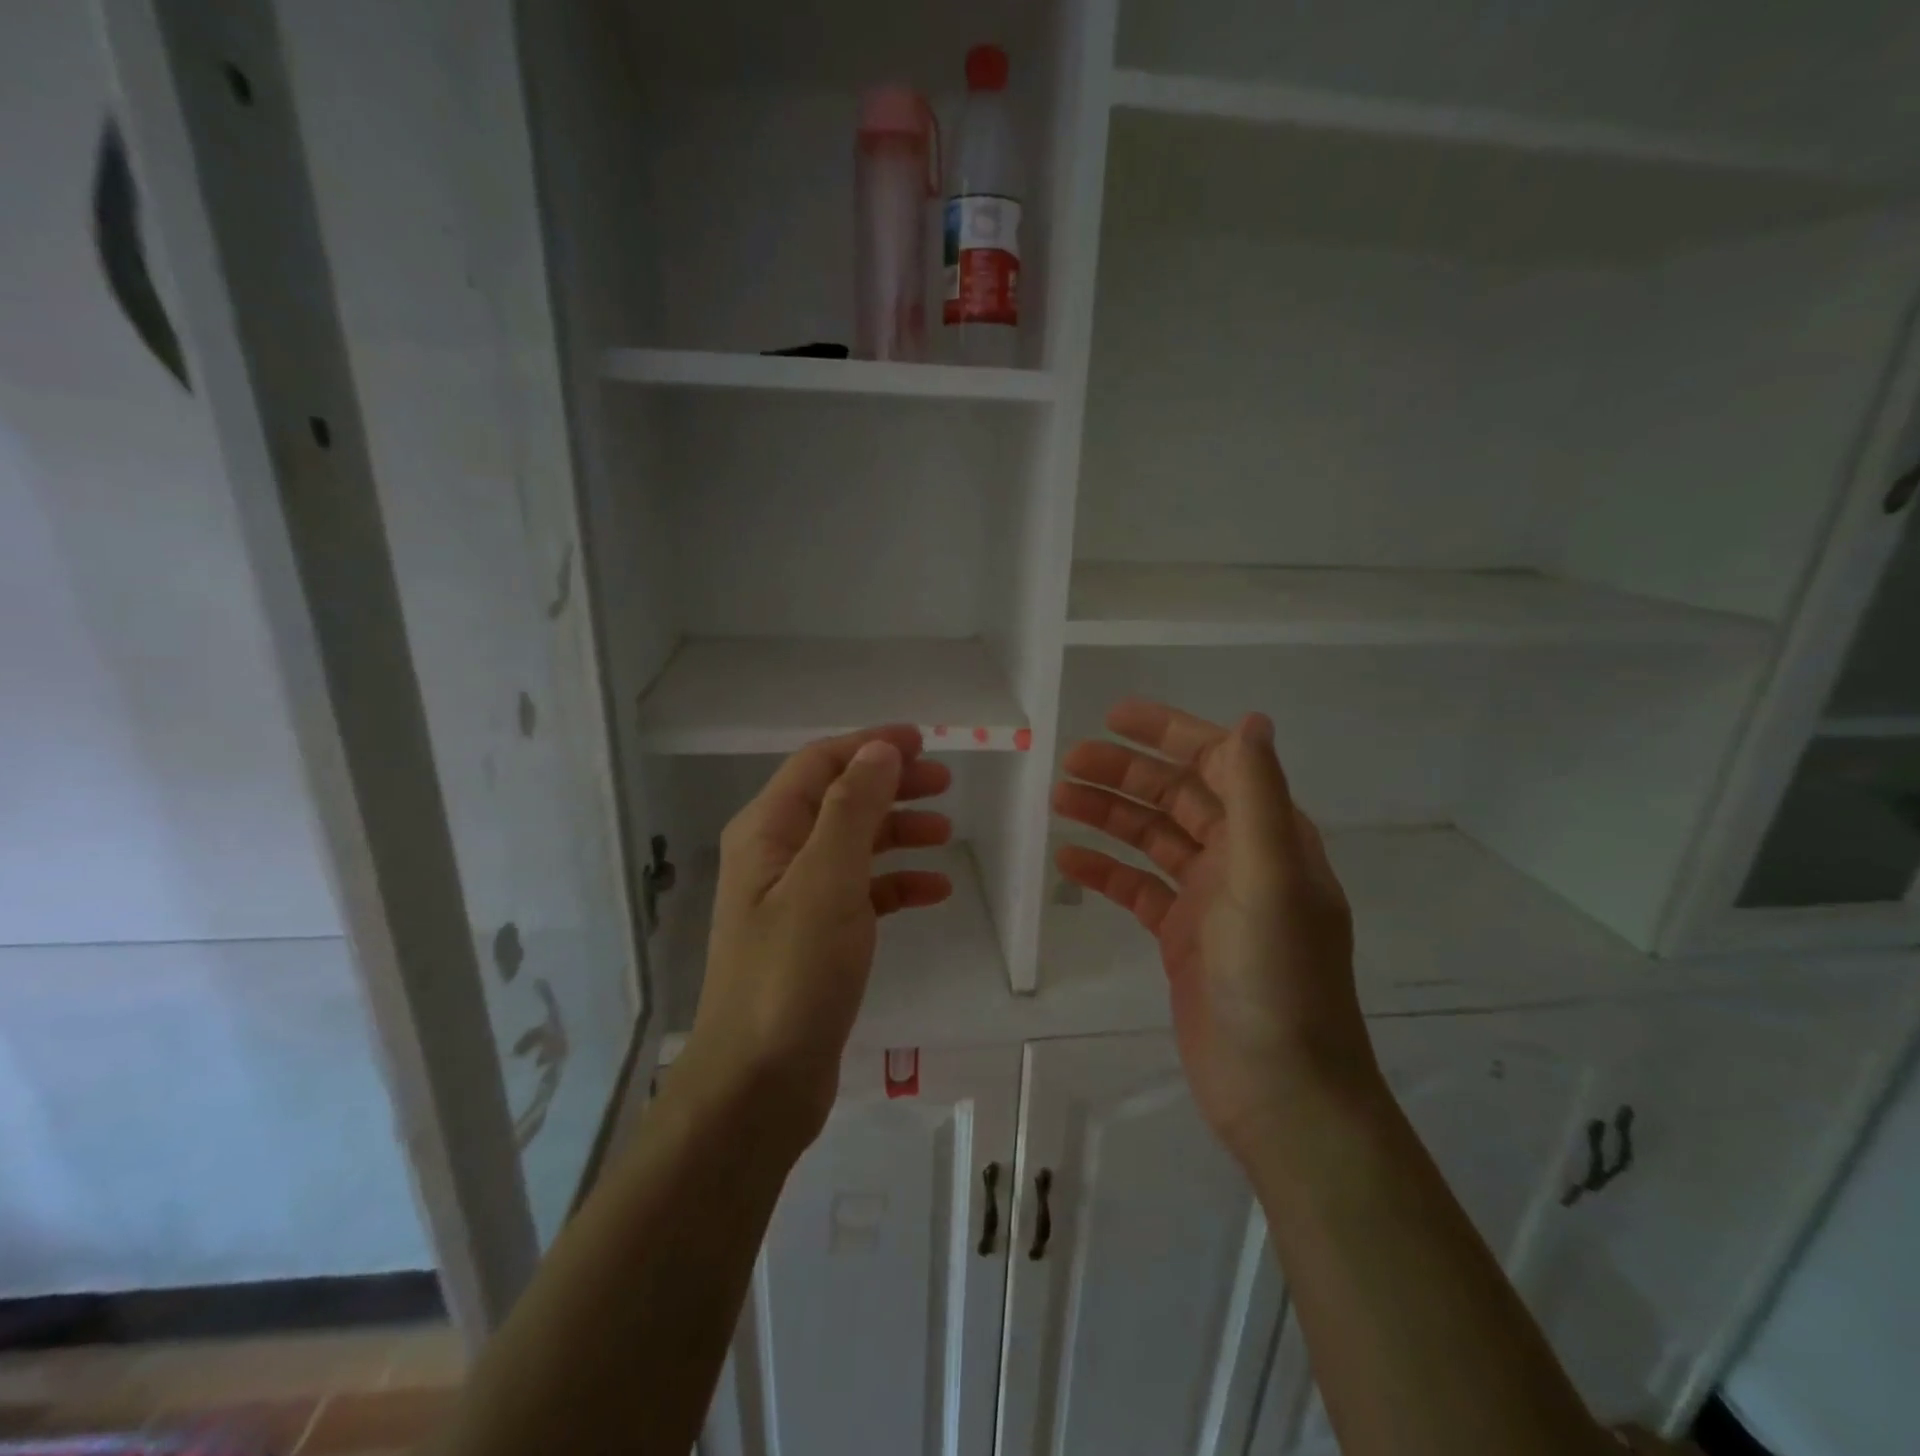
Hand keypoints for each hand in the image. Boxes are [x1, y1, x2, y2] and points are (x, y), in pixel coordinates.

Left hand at [687, 727, 953, 1144]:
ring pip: (854, 845)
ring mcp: (795, 899)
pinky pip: (862, 893)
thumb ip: (852, 808)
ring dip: (899, 831)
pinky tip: (935, 892)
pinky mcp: (816, 938)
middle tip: (944, 783)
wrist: (759, 1084)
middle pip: (840, 799)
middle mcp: (776, 856)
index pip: (820, 764)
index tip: (925, 742)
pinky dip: (897, 884)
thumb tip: (880, 750)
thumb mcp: (827, 880)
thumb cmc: (792, 973)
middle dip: (891, 785)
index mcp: (767, 831)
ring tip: (947, 830)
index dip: (870, 746)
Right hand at [1053, 699, 1376, 1158]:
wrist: (1280, 1093)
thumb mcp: (1268, 879)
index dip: (1169, 734)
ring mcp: (1210, 901)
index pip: (1218, 763)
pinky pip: (1138, 889)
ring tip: (1058, 800)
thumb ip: (1258, 796)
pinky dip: (1106, 871)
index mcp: (1269, 836)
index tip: (1115, 716)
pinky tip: (1068, 862)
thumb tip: (1252, 719)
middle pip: (1177, 798)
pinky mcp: (1183, 938)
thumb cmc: (1275, 980)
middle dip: (1126, 774)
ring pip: (1152, 840)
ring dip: (1109, 816)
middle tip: (1068, 764)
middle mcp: (1242, 859)